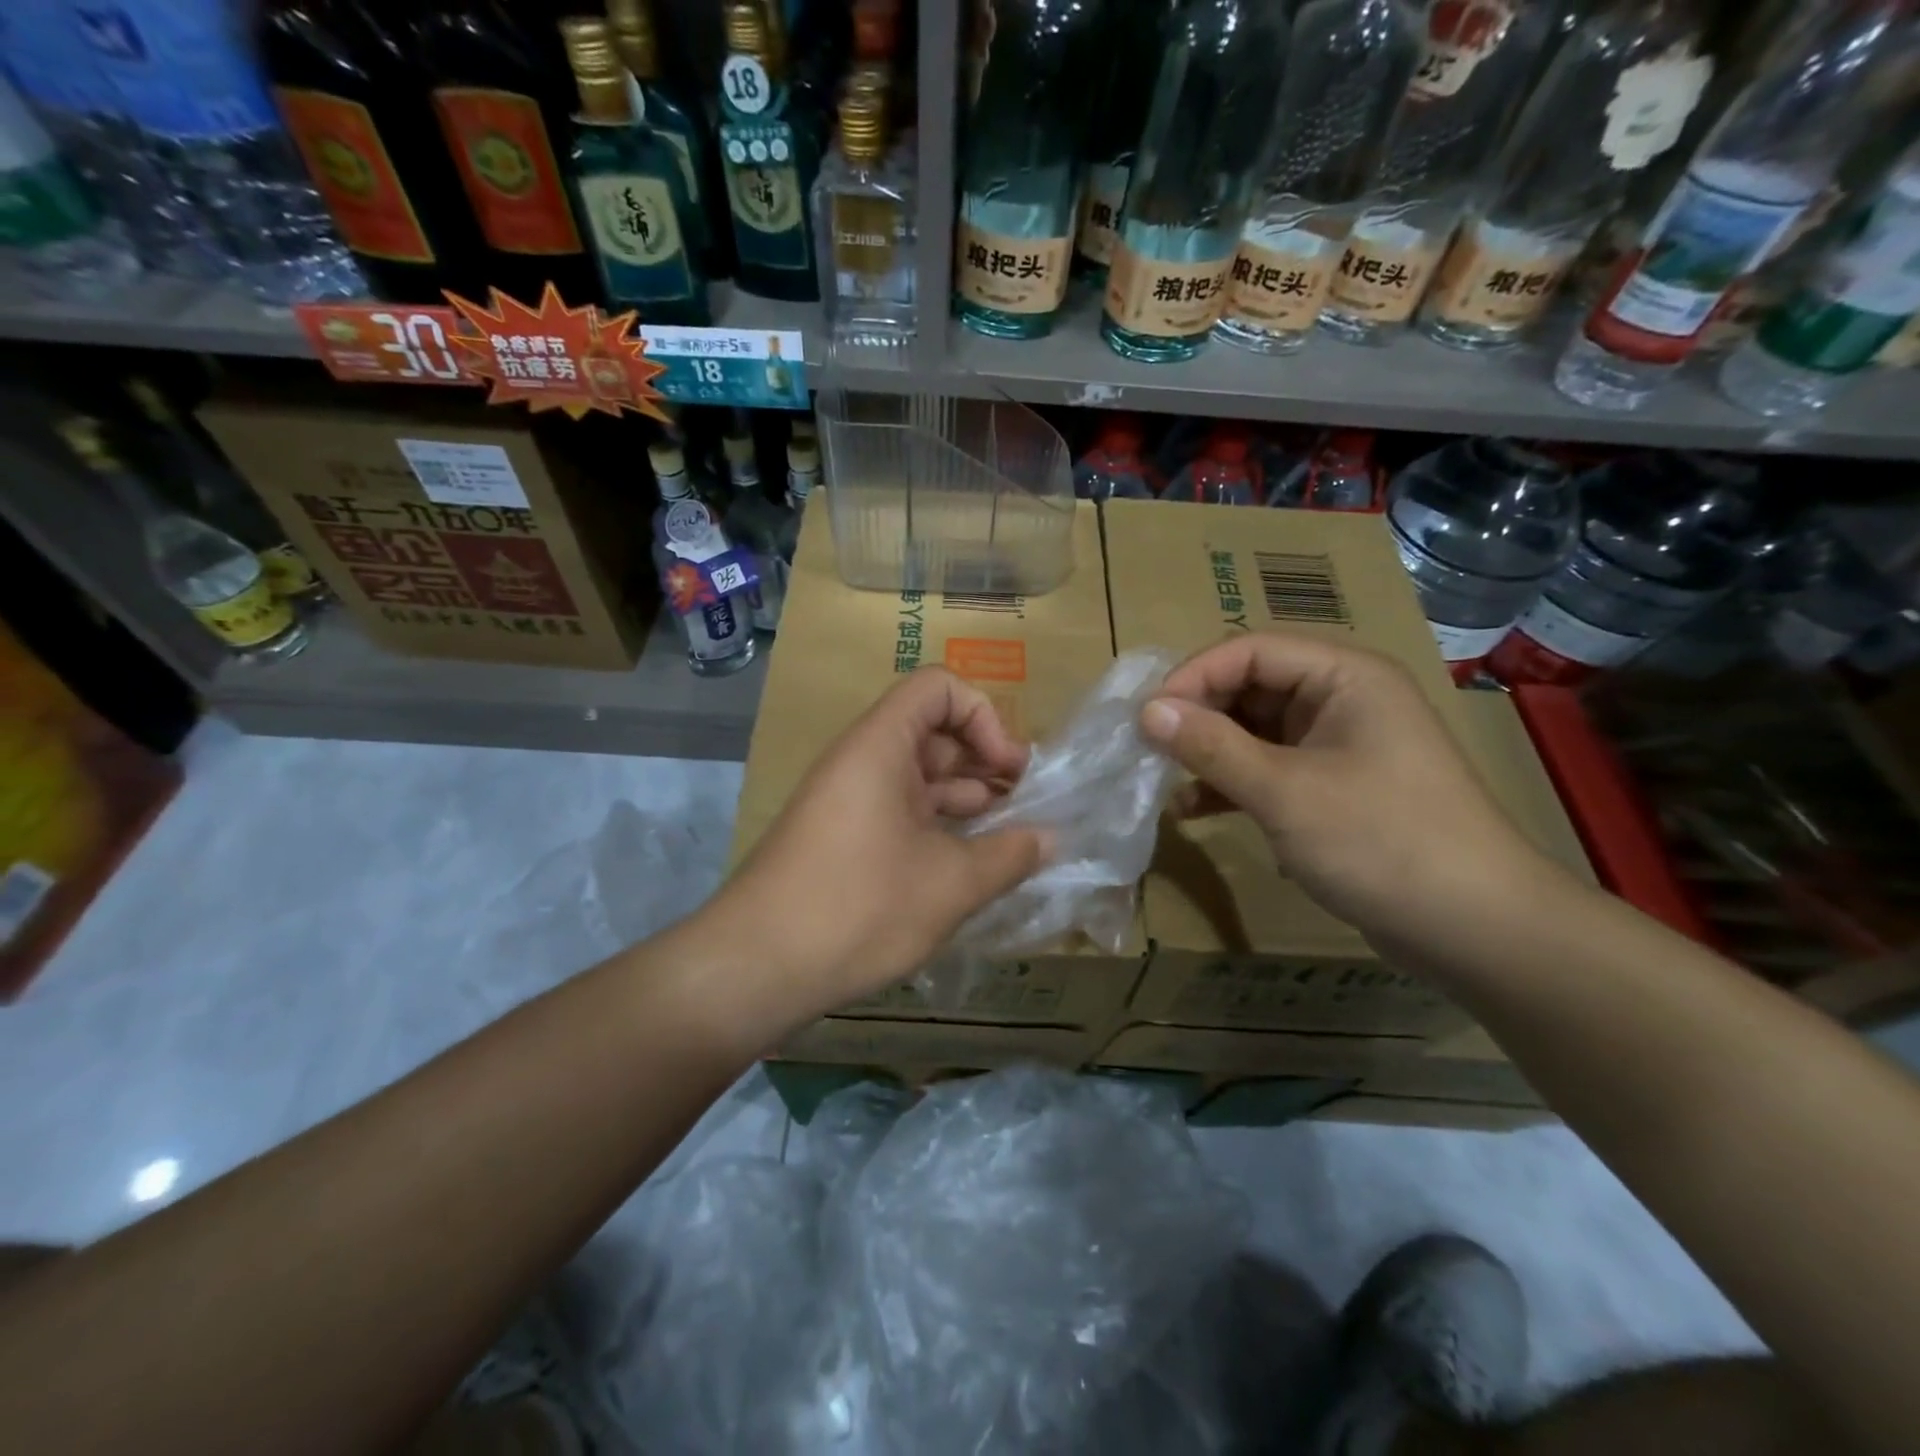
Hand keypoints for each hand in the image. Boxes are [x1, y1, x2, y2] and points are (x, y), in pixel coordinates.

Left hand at [714, 667, 1049, 1020]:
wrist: (755, 967)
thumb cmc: (858, 908)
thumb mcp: (950, 884)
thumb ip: (1009, 855)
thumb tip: (1050, 839)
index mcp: (880, 745)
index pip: (938, 688)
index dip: (983, 716)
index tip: (1010, 769)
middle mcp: (861, 761)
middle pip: (932, 734)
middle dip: (983, 763)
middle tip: (1025, 807)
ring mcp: (848, 802)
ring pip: (918, 779)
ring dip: (964, 801)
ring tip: (1006, 841)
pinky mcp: (841, 839)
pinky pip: (899, 814)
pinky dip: (936, 829)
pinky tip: (966, 868)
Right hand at [1138, 632, 1552, 946]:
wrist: (1477, 929)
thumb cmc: (1382, 842)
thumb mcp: (1285, 792)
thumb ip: (1212, 746)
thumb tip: (1147, 711)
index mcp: (1344, 676)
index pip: (1251, 651)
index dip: (1193, 676)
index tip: (1145, 717)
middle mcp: (1342, 699)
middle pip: (1251, 686)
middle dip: (1198, 715)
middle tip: (1147, 749)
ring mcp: (1339, 745)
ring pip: (1255, 730)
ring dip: (1209, 752)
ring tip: (1161, 780)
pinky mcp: (1333, 787)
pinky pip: (1269, 768)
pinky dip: (1231, 783)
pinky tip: (1192, 809)